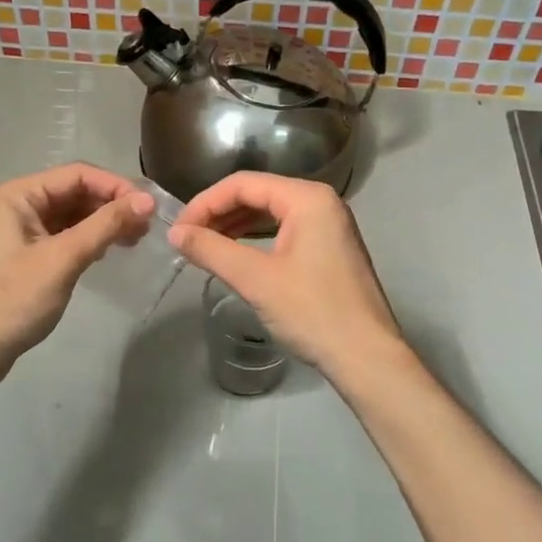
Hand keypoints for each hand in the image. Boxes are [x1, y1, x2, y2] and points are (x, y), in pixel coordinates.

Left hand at [0, 164, 154, 379]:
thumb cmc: (13, 300)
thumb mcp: (63, 259)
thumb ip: (105, 226)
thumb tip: (146, 201)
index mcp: (17, 195)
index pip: (76, 175)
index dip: (114, 186)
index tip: (148, 207)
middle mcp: (18, 205)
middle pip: (74, 192)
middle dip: (111, 205)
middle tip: (146, 227)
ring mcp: (21, 231)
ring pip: (72, 215)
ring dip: (103, 223)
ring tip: (135, 239)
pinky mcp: (28, 254)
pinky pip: (65, 235)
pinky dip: (89, 239)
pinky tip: (110, 250)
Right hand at [169, 172, 401, 376]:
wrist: (366, 357)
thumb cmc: (312, 312)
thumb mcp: (256, 280)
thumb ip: (212, 250)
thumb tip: (175, 234)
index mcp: (307, 198)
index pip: (243, 184)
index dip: (204, 203)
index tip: (178, 230)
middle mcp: (321, 202)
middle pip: (258, 193)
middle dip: (218, 213)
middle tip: (187, 239)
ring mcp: (329, 224)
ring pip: (270, 212)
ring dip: (235, 225)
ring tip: (204, 246)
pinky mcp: (330, 248)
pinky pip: (285, 230)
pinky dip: (256, 238)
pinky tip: (235, 254)